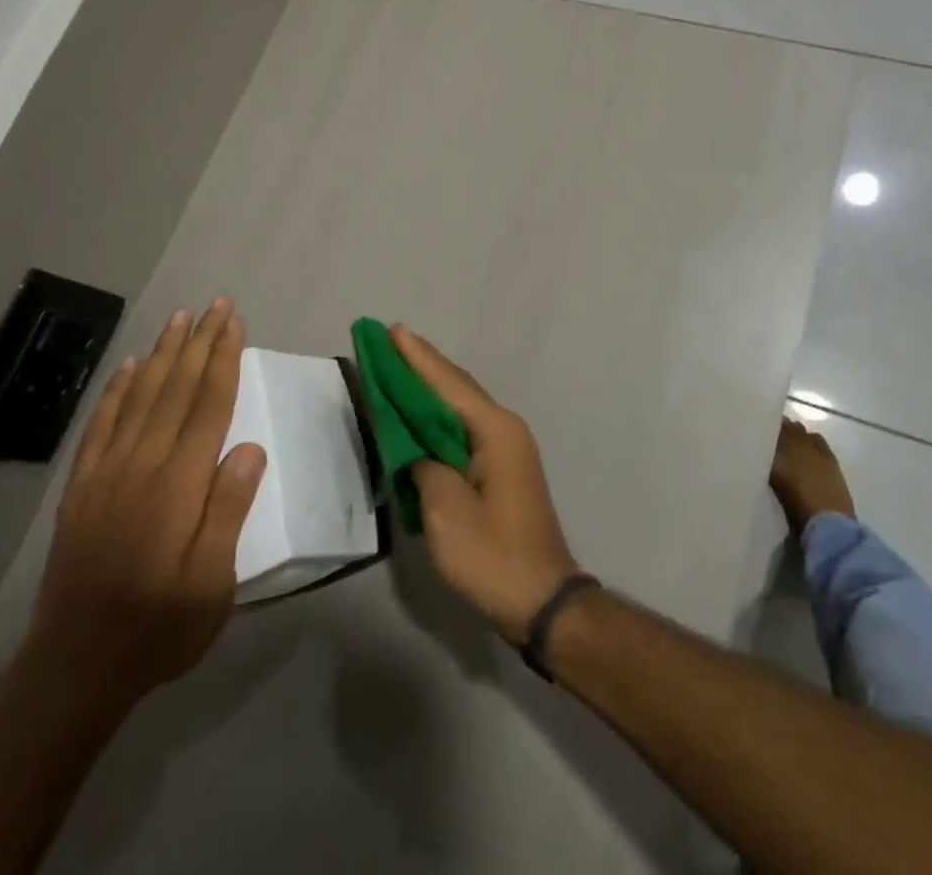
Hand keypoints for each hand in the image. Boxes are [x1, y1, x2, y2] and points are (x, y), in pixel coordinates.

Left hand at [26, 299, 265, 703]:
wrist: (74, 667)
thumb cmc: (159, 627)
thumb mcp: (212, 585)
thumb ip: (228, 512)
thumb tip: (248, 448)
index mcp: (177, 486)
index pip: (207, 406)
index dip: (223, 360)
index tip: (234, 322)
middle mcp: (141, 466)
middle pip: (175, 389)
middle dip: (198, 342)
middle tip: (214, 305)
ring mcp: (105, 473)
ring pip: (139, 397)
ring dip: (161, 354)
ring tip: (178, 319)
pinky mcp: (81, 488)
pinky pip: (101, 425)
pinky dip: (116, 390)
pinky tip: (129, 368)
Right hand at [395, 326, 580, 644]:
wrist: (542, 600)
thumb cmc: (492, 554)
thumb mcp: (445, 510)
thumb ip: (423, 466)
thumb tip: (415, 450)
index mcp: (494, 430)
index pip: (447, 383)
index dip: (417, 357)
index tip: (392, 330)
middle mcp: (504, 429)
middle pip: (457, 388)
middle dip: (423, 365)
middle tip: (389, 341)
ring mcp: (506, 449)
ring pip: (461, 407)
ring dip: (430, 389)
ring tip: (399, 367)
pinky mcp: (502, 469)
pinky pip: (464, 429)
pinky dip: (439, 417)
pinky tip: (421, 415)